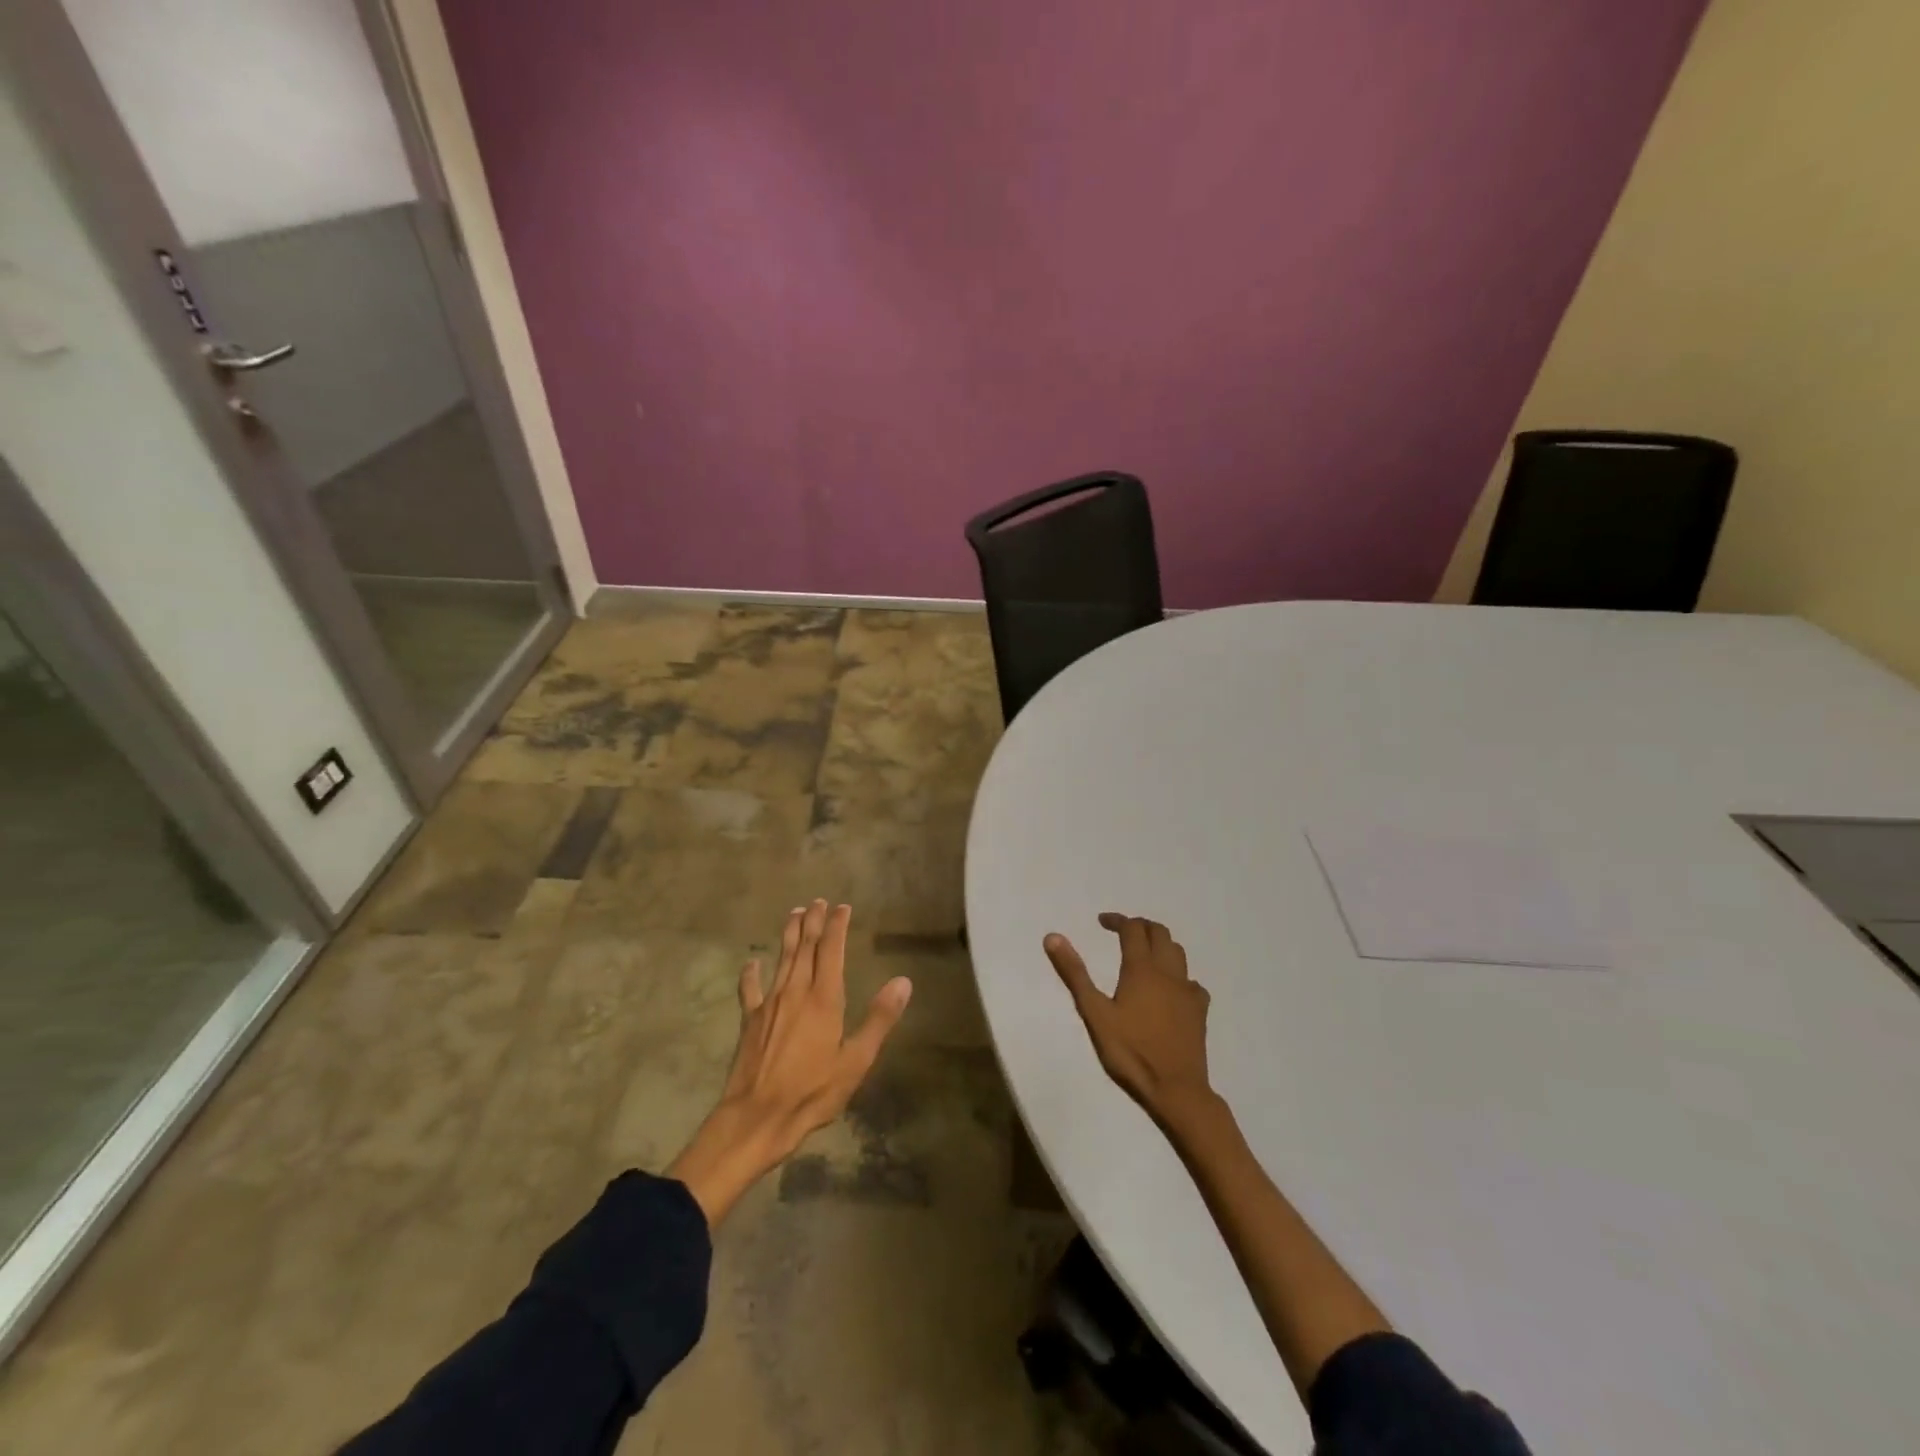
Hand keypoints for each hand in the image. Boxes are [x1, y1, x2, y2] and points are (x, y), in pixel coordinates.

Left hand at [669, 900, 911, 1225]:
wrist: (757, 1118)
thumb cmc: (812, 1092)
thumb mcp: (856, 1060)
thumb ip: (879, 1019)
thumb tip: (902, 981)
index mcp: (824, 998)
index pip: (831, 950)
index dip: (837, 926)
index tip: (842, 907)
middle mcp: (795, 991)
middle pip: (805, 947)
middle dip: (813, 922)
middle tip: (818, 902)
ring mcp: (769, 1004)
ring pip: (781, 959)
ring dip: (789, 935)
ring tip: (794, 914)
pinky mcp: (750, 1021)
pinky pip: (750, 990)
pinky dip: (751, 974)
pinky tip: (751, 963)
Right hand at [1044, 913, 1214, 1128]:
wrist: (1176, 1089)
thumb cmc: (1130, 1051)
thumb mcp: (1094, 1013)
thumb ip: (1075, 973)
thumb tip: (1053, 937)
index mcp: (1141, 969)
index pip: (1132, 929)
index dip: (1117, 920)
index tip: (1102, 922)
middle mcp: (1168, 972)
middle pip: (1159, 933)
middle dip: (1140, 926)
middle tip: (1122, 932)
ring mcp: (1188, 991)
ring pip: (1178, 953)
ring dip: (1161, 944)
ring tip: (1144, 953)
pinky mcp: (1200, 1011)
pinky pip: (1191, 981)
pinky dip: (1178, 975)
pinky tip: (1170, 989)